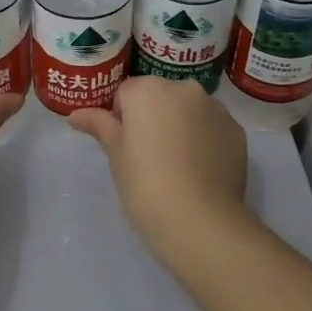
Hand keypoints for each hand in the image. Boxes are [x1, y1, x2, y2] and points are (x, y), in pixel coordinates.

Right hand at [69, 76, 250, 266]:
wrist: (201, 221)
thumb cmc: (146, 185)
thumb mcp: (116, 156)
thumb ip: (99, 126)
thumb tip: (75, 115)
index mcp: (148, 90)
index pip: (126, 94)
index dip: (122, 119)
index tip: (126, 148)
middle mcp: (184, 88)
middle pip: (160, 96)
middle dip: (153, 117)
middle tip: (149, 157)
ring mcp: (215, 108)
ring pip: (189, 109)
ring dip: (181, 125)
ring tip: (178, 166)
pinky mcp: (236, 130)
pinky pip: (213, 127)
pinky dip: (205, 140)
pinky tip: (200, 170)